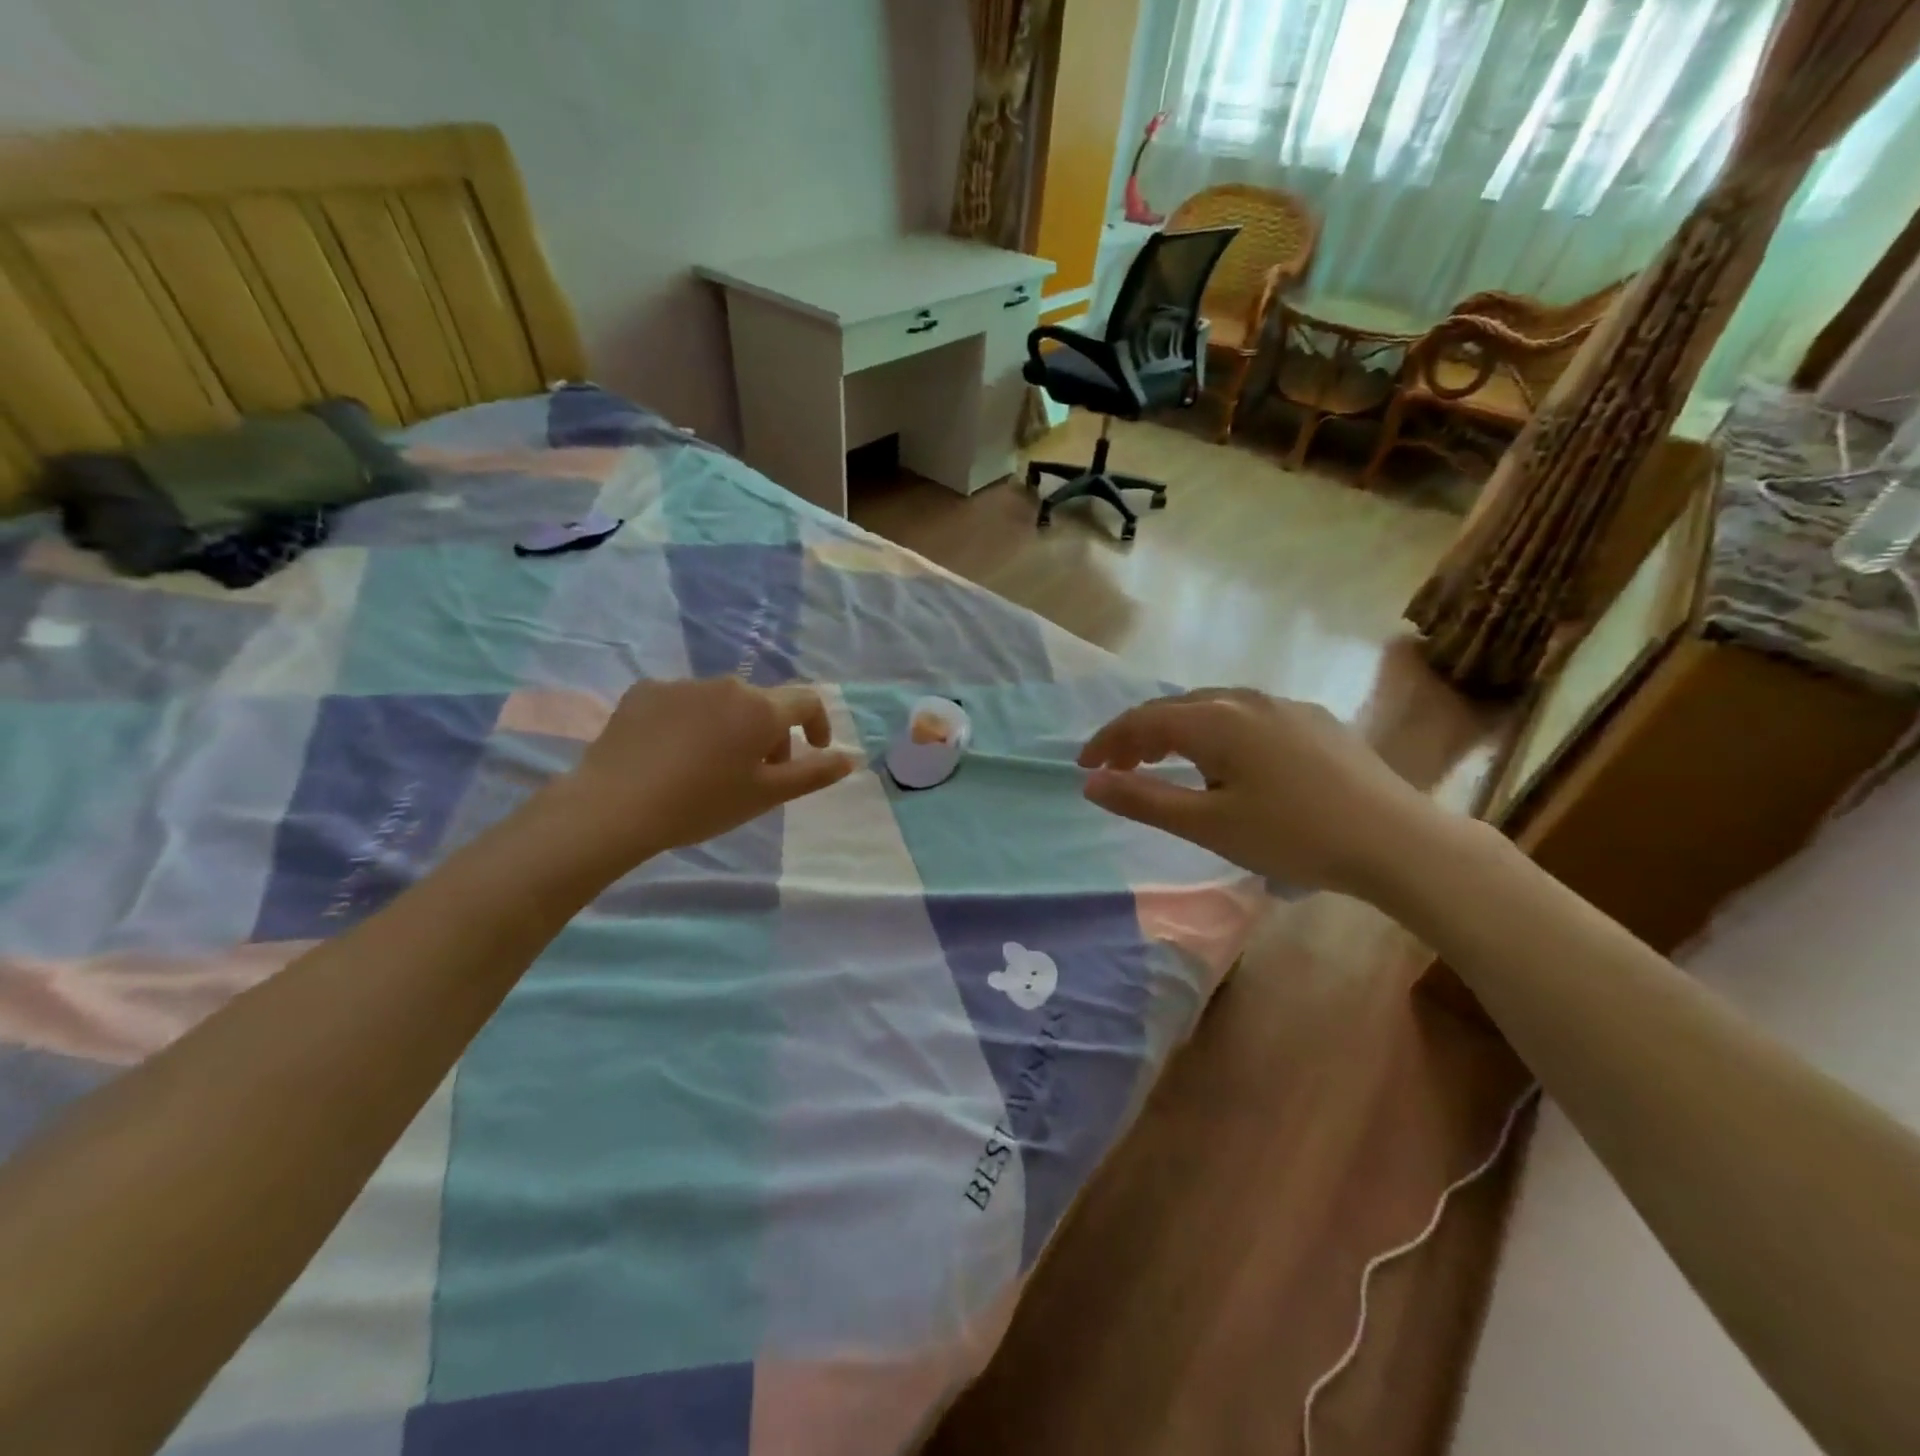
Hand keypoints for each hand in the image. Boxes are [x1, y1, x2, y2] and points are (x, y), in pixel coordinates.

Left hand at [563, 677, 856, 866]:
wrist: (614, 807)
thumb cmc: (701, 804)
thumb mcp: (766, 796)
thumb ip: (813, 774)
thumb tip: (849, 758)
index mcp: (760, 708)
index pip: (806, 701)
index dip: (818, 724)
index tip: (813, 750)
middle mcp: (725, 685)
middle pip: (762, 704)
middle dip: (769, 735)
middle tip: (755, 775)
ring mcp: (681, 685)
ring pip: (721, 703)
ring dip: (729, 728)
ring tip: (708, 768)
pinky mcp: (644, 692)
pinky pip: (682, 703)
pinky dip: (689, 723)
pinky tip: (671, 756)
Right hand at [1077, 688, 1451, 900]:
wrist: (1397, 840)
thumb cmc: (1293, 836)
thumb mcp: (1209, 825)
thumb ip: (1145, 800)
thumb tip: (1092, 782)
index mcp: (1215, 720)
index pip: (1143, 720)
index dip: (1107, 741)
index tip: (1085, 766)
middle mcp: (1245, 699)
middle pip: (1175, 708)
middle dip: (1140, 735)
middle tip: (1121, 767)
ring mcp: (1284, 705)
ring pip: (1213, 708)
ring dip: (1178, 731)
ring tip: (1167, 762)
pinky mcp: (1313, 719)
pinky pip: (1247, 715)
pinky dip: (1217, 732)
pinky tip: (1229, 761)